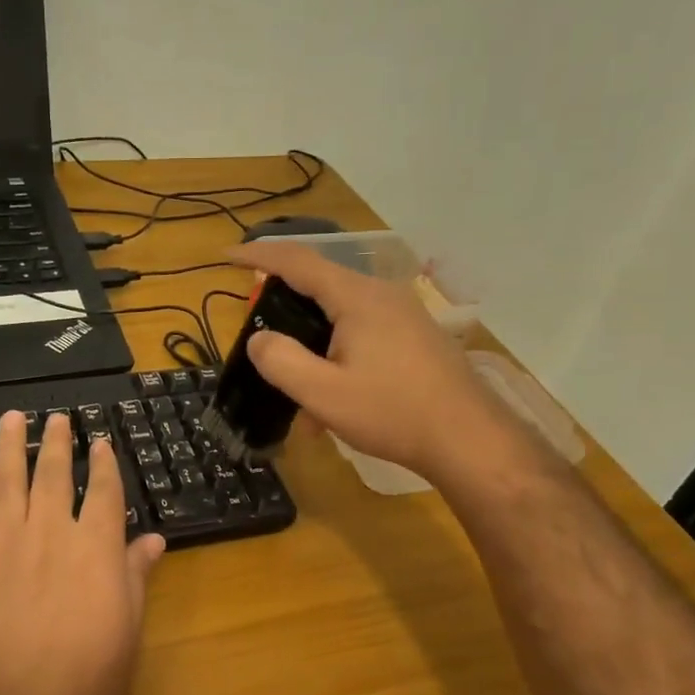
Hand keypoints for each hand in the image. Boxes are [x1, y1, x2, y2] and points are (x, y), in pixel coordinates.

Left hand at [0, 412, 165, 694]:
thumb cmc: (87, 676)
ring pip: (8, 482)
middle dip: (58, 444)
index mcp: (95, 547)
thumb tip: (153, 540)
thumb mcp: (126, 627)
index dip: (104, 465)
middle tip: (58, 418)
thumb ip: (134, 575)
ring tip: (12, 418)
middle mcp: (50, 533)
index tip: (102, 442)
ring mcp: (5, 545)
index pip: (103, 492)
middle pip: (54, 476)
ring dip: (10, 447)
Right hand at [228, 242, 489, 478]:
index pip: (297, 261)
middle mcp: (381, 295)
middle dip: (284, 306)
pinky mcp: (415, 337)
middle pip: (319, 285)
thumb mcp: (323, 393)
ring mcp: (403, 315)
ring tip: (297, 387)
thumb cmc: (392, 413)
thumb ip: (281, 362)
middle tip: (259, 330)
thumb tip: (258, 339)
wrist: (468, 439)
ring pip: (340, 317)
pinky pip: (362, 334)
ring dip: (312, 344)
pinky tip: (332, 402)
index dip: (258, 255)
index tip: (225, 256)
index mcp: (356, 297)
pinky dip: (337, 356)